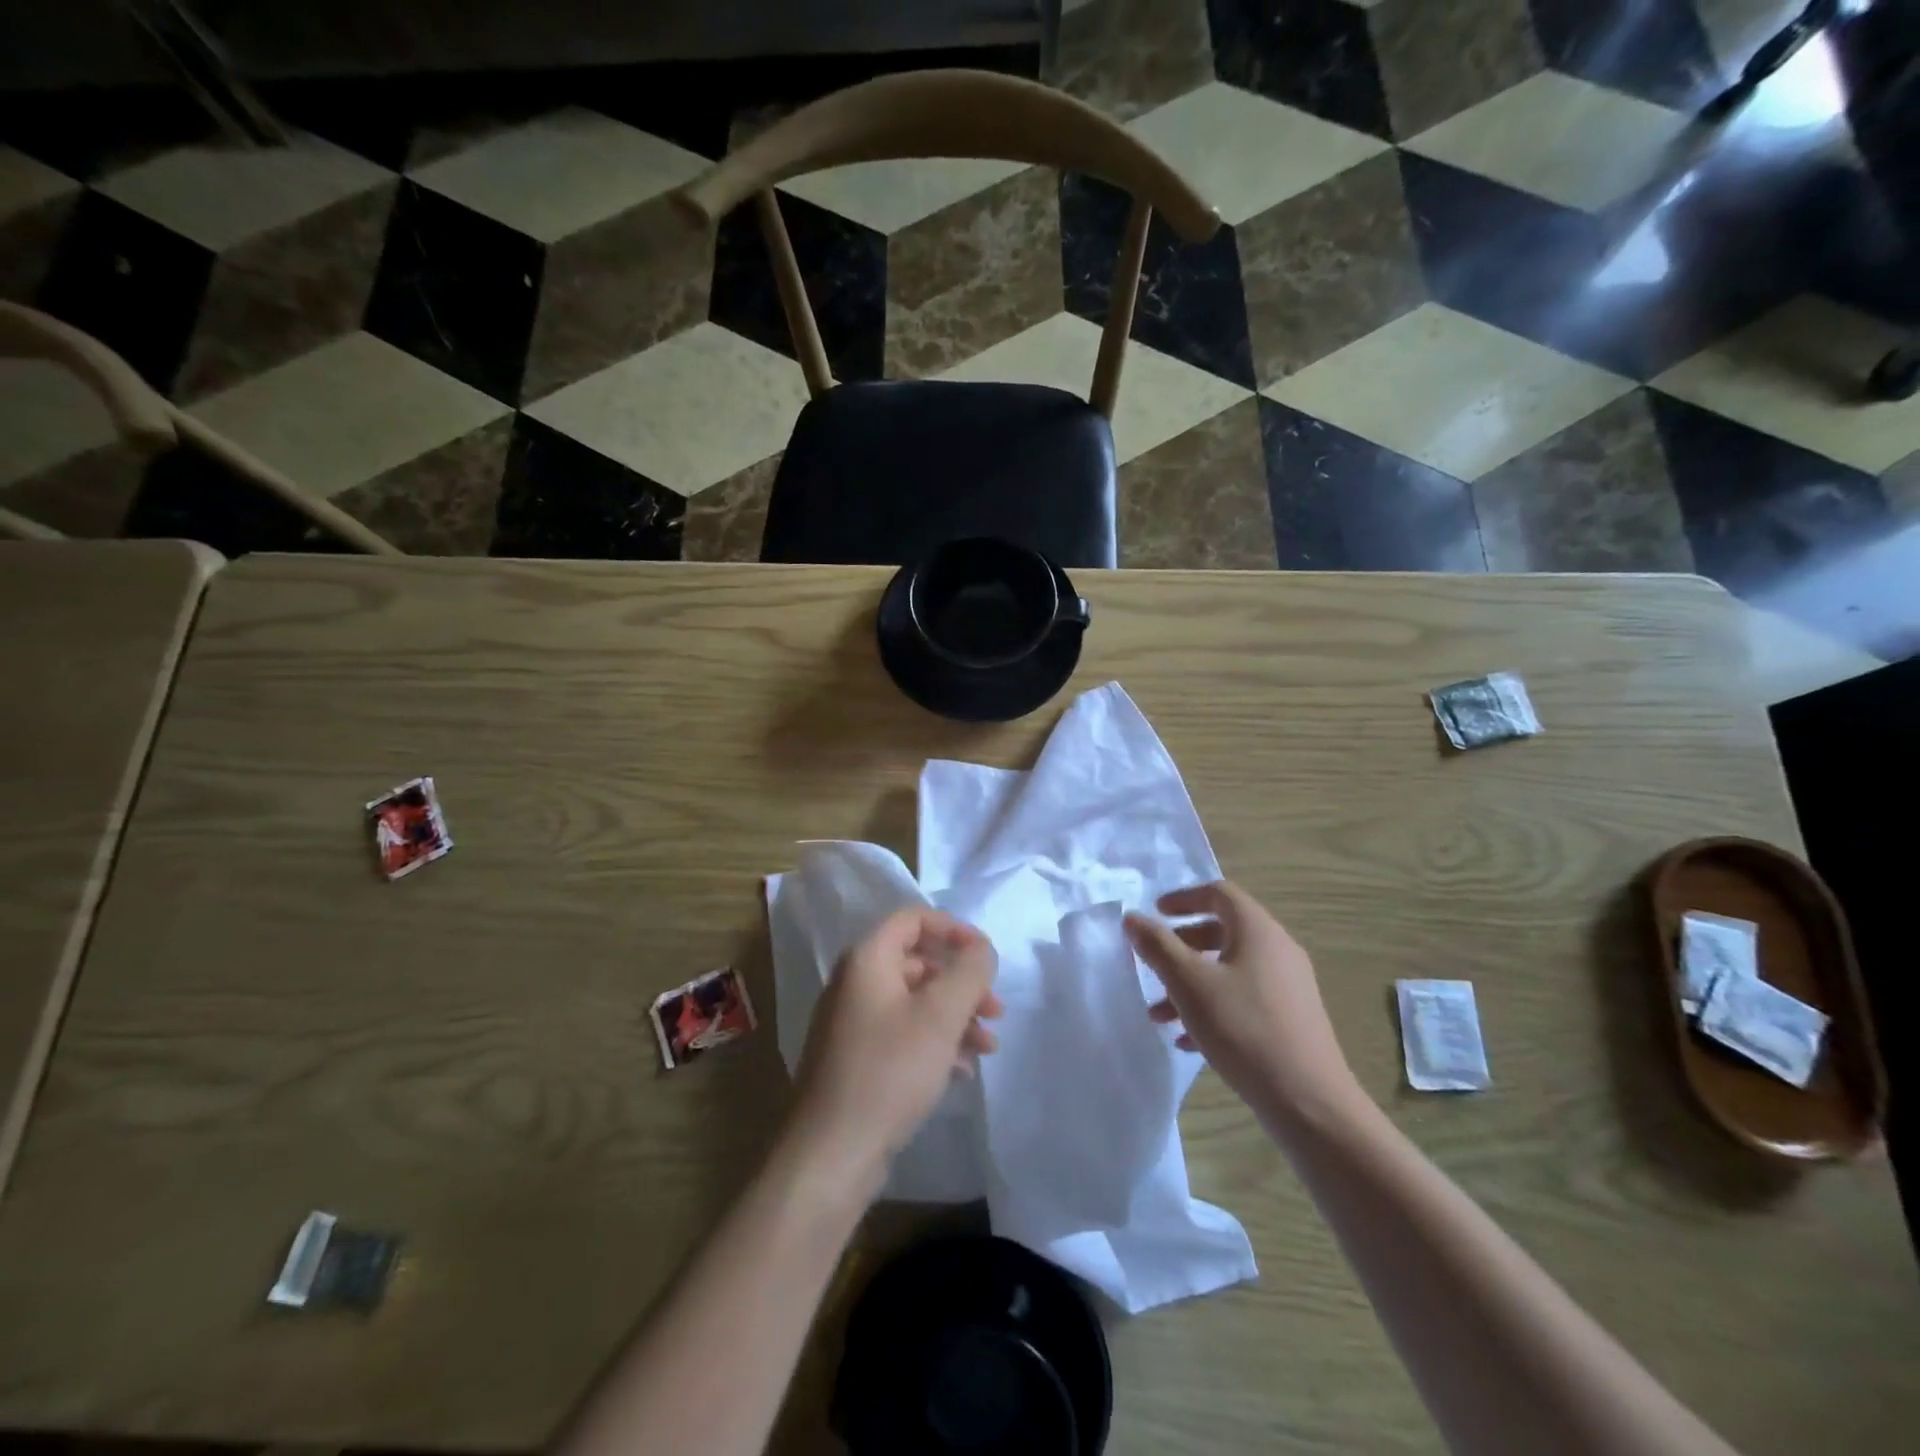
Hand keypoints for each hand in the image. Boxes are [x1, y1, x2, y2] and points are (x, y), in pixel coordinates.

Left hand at [789, 909, 1002, 1185]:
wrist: (832, 1154)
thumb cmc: (890, 1071)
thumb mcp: (941, 1016)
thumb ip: (969, 972)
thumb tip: (981, 948)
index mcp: (867, 960)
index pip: (913, 919)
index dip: (954, 930)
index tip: (986, 957)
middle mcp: (855, 983)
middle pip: (918, 962)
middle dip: (962, 984)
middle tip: (996, 1012)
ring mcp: (852, 1023)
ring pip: (914, 1002)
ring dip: (954, 1017)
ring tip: (987, 1048)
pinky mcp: (855, 1059)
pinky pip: (902, 1034)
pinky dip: (934, 1043)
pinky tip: (960, 1071)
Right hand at [1125, 881, 1360, 1128]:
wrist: (1308, 1102)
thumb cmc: (1243, 1029)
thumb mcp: (1189, 983)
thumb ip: (1157, 946)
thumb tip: (1133, 918)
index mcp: (1258, 930)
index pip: (1219, 893)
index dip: (1183, 898)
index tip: (1154, 913)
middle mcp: (1278, 950)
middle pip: (1223, 931)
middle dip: (1181, 946)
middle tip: (1153, 963)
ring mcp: (1288, 987)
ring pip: (1230, 970)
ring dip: (1191, 983)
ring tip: (1159, 1015)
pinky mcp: (1291, 1020)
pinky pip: (1244, 999)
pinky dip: (1213, 1007)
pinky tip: (1187, 1040)